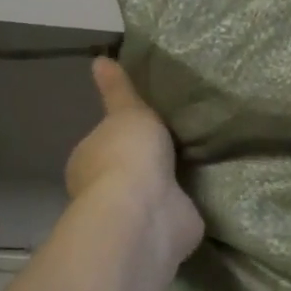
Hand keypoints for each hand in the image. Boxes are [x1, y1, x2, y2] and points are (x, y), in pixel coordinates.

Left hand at [65, 58, 203, 266]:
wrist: (147, 210)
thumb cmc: (129, 155)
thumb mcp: (128, 111)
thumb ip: (119, 90)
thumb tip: (99, 60)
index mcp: (87, 161)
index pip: (102, 146)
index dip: (120, 137)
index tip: (145, 127)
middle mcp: (103, 190)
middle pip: (126, 171)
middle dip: (146, 163)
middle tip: (178, 144)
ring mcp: (134, 214)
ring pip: (150, 195)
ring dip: (167, 186)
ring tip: (198, 165)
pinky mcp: (162, 231)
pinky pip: (173, 214)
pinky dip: (183, 207)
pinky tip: (204, 193)